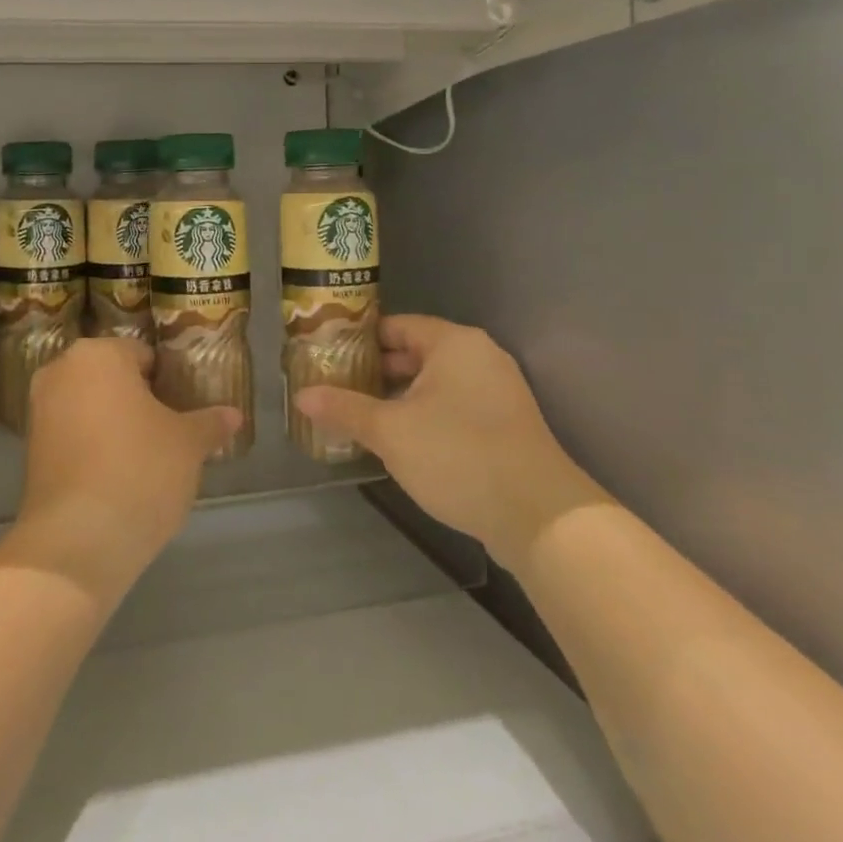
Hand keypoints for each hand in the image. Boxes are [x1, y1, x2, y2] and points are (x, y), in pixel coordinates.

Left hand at [13, 338, 239, 596]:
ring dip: (115, 424)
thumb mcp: (188, 444)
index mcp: (99, 354)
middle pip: (113, 378)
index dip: (169, 382)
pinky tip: (118, 475)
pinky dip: (93, 447)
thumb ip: (210, 423)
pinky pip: (73, 434)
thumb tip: (234, 415)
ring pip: (91, 406)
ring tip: (147, 458)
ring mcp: (39, 410)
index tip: (185, 410)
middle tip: (169, 432)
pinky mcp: (29, 449)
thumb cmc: (140, 471)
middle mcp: (61, 371)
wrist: (78, 542)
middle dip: (139, 400)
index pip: (144, 356)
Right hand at [294, 315, 579, 548]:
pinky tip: (401, 440)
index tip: (328, 355)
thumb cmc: (458, 455)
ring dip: (399, 396)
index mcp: (453, 342)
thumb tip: (302, 396)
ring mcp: (498, 390)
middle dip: (376, 371)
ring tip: (360, 415)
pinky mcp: (506, 424)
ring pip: (435, 382)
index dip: (359, 339)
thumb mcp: (390, 432)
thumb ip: (345, 409)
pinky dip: (426, 414)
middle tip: (336, 386)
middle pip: (416, 352)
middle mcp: (479, 356)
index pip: (396, 325)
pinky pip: (455, 405)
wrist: (540, 516)